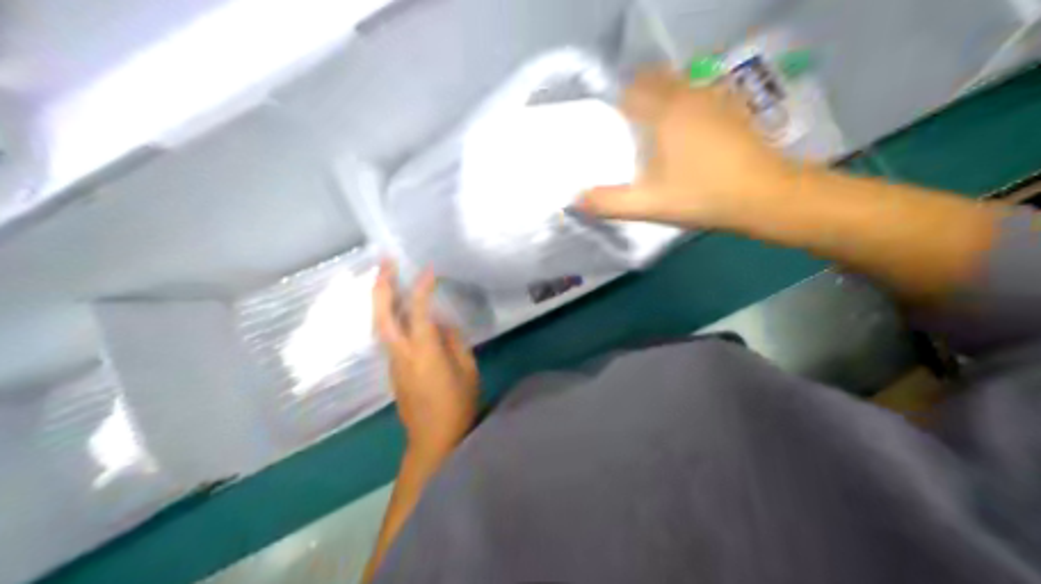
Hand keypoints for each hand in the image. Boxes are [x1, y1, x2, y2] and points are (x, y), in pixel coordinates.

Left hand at [374, 261, 479, 455]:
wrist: (433, 440)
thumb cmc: (457, 406)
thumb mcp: (467, 372)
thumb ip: (454, 342)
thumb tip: (442, 323)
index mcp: (424, 353)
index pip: (418, 312)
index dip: (421, 288)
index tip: (428, 270)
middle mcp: (402, 354)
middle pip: (382, 316)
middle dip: (380, 287)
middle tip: (384, 262)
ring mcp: (393, 363)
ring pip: (380, 325)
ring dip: (380, 299)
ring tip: (386, 278)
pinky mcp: (393, 370)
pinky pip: (387, 336)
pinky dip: (387, 316)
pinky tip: (397, 308)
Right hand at [583, 67, 794, 228]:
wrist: (766, 195)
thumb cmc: (704, 196)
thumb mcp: (650, 205)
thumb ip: (610, 203)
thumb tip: (575, 199)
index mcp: (664, 113)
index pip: (630, 90)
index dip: (615, 102)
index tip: (609, 123)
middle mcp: (688, 96)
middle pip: (655, 79)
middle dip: (638, 94)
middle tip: (628, 124)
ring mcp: (715, 99)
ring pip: (679, 84)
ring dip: (663, 96)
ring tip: (654, 128)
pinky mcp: (733, 109)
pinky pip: (700, 94)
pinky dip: (686, 103)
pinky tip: (688, 132)